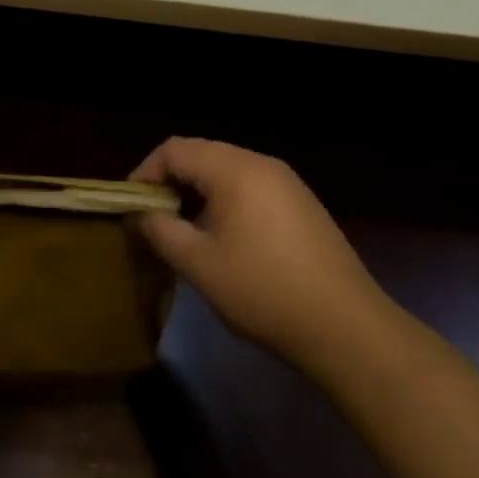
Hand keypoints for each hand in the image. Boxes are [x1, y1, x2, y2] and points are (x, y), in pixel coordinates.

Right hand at [130, 138, 386, 367]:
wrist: (347, 328)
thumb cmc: (263, 291)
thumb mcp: (199, 264)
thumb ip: (161, 231)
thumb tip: (141, 214)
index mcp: (234, 169)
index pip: (175, 149)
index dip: (146, 172)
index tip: (131, 205)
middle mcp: (261, 163)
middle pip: (202, 155)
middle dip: (171, 182)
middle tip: (153, 217)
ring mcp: (287, 183)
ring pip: (227, 171)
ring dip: (198, 193)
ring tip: (183, 230)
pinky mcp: (303, 205)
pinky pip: (251, 188)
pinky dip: (226, 202)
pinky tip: (224, 239)